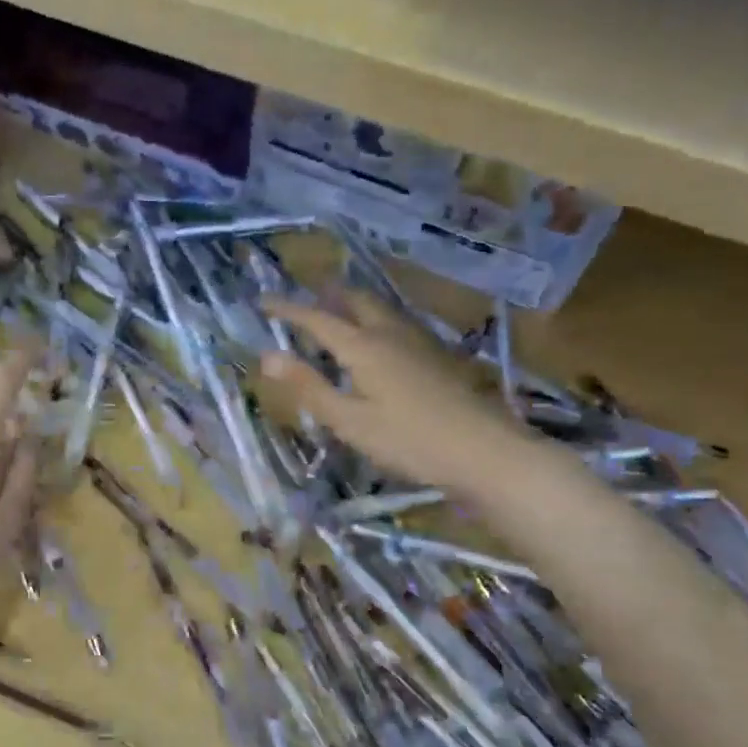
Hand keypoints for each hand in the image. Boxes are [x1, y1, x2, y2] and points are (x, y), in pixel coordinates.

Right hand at [260, 292, 536, 498]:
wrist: (484, 451)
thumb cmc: (408, 439)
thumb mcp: (349, 420)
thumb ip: (309, 386)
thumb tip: (267, 356)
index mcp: (363, 346)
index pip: (316, 319)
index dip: (287, 309)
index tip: (263, 300)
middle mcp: (390, 333)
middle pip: (355, 301)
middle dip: (327, 295)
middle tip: (306, 297)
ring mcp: (419, 342)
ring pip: (380, 309)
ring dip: (353, 304)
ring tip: (338, 311)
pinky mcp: (438, 356)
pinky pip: (397, 323)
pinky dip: (375, 320)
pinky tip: (380, 340)